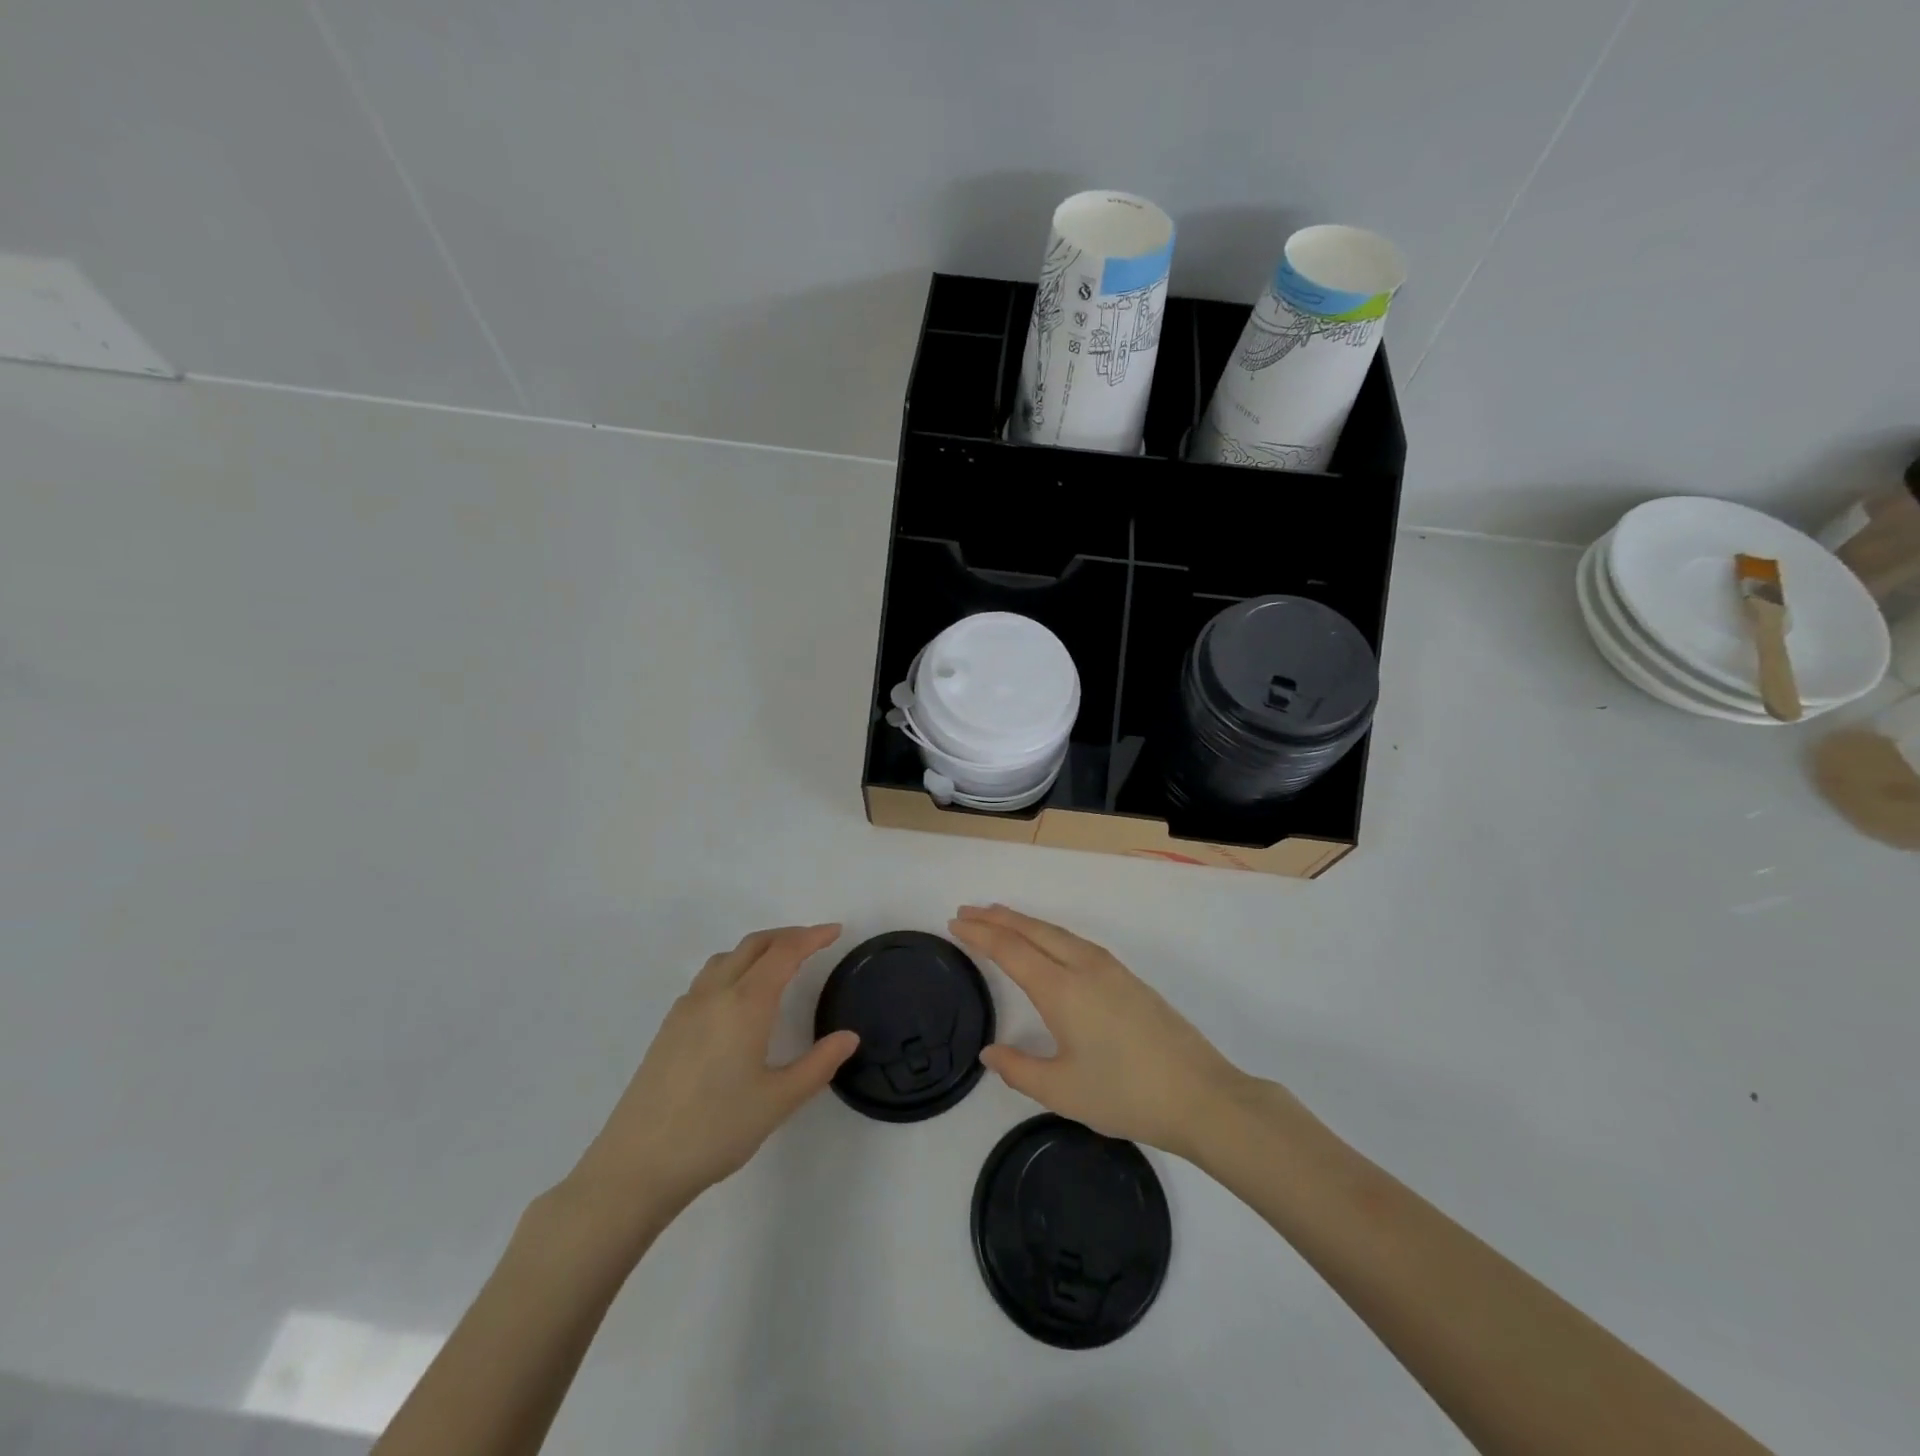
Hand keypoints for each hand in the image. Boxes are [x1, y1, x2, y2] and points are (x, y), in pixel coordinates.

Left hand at [563, 925, 857, 1228]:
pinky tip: (739, 999)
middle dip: (787, 936)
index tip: (836, 931)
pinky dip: (734, 967)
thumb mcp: (778, 1101)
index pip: (784, 953)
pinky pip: (708, 978)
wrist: (636, 1166)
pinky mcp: (669, 1027)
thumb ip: (818, 1064)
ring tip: (780, 963)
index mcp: (745, 1004)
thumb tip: (849, 1037)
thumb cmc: (715, 1130)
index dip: (812, 937)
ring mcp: (686, 1008)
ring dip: (758, 949)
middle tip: (815, 942)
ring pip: (727, 958)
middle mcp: (715, 994)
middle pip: (754, 945)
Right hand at [949, 905, 1245, 1158]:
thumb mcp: (1061, 1091)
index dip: (980, 934)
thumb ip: (1018, 1069)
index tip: (955, 923)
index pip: (1010, 949)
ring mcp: (1108, 968)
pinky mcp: (1126, 977)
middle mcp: (1082, 966)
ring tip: (998, 918)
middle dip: (997, 918)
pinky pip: (1074, 941)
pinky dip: (1047, 933)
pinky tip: (1045, 943)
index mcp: (1061, 989)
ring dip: (1023, 921)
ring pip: (1056, 932)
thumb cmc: (1124, 1094)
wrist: (1199, 1094)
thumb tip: (989, 1052)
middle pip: (1032, 930)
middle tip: (967, 912)